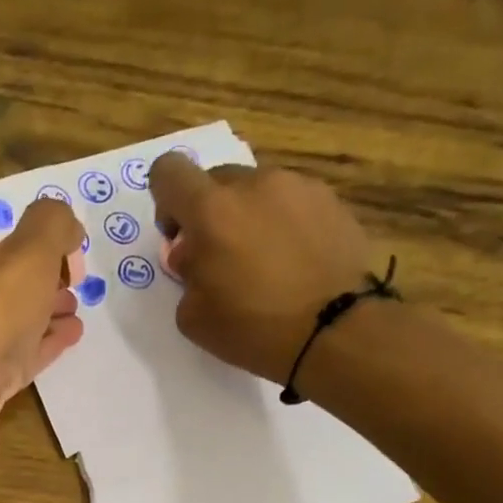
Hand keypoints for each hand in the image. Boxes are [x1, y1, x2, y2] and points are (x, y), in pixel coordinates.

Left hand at [0, 200, 84, 483]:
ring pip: (11, 323)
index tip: (72, 255)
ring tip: (78, 313)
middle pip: (4, 284)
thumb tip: (66, 223)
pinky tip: (70, 339)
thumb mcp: (28, 253)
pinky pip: (16, 358)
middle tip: (77, 287)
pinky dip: (43, 345)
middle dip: (42, 282)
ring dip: (45, 315)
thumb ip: (52, 225)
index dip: (38, 244)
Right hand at [148, 153, 374, 385]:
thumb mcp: (192, 316)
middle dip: (210, 214)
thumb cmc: (254, 328)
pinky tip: (296, 263)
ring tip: (266, 264)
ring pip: (257, 191)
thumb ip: (185, 275)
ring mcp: (298, 187)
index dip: (166, 201)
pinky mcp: (331, 201)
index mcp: (211, 211)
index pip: (169, 171)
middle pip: (215, 180)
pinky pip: (292, 203)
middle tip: (222, 258)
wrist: (336, 331)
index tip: (180, 237)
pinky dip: (285, 226)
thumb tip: (196, 256)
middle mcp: (254, 185)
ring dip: (250, 218)